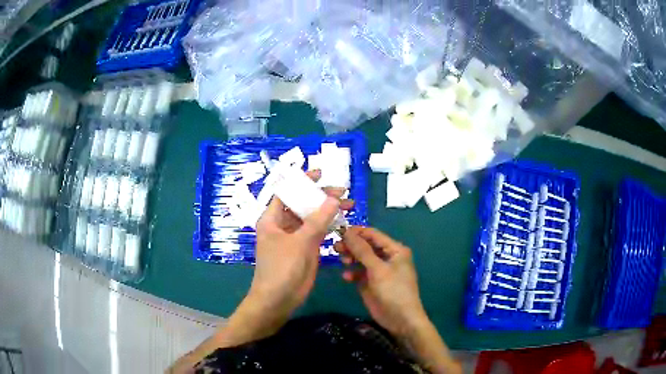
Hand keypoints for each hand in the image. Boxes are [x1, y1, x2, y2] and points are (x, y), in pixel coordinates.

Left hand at [246, 170, 353, 331]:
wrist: (278, 299)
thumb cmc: (281, 269)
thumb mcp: (299, 243)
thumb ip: (317, 220)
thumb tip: (333, 198)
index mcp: (272, 219)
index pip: (286, 192)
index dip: (302, 181)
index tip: (320, 174)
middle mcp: (283, 225)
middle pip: (303, 204)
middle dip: (321, 197)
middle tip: (343, 192)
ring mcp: (295, 237)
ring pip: (313, 218)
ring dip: (329, 212)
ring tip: (350, 206)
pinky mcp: (305, 248)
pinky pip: (318, 232)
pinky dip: (330, 226)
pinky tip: (343, 222)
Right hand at [336, 227, 461, 373]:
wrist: (400, 319)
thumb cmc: (393, 290)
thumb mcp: (378, 269)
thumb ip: (362, 250)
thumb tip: (346, 231)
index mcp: (394, 250)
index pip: (373, 234)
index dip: (356, 232)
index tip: (338, 231)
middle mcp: (386, 257)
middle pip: (365, 246)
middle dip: (351, 245)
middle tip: (336, 247)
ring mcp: (378, 271)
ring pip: (360, 259)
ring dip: (350, 258)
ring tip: (342, 261)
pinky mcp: (370, 283)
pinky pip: (358, 273)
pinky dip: (352, 273)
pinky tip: (346, 277)